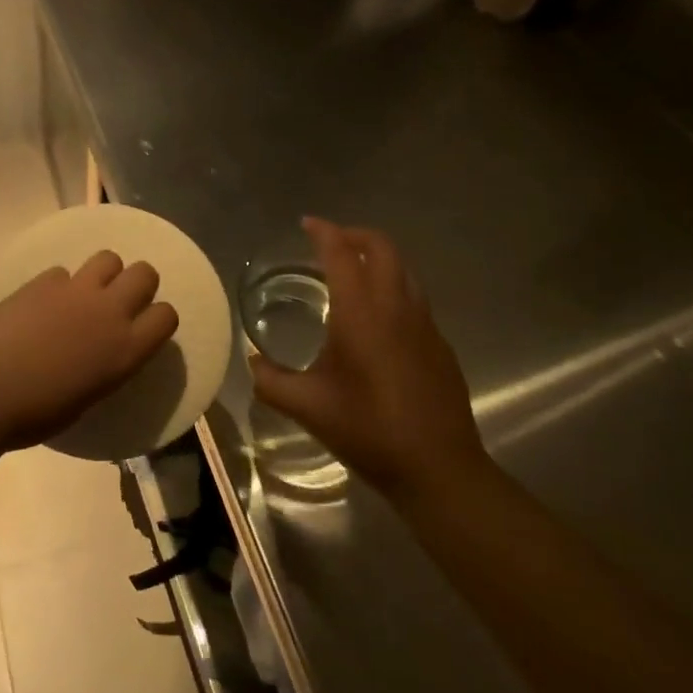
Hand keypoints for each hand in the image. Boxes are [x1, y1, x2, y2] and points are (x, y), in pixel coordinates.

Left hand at [0, 251, 179, 449]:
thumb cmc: (38, 413)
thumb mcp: (89, 396)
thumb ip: (105, 366)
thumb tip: (100, 354)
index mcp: (126, 350)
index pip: (167, 315)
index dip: (158, 318)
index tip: (144, 327)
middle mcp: (109, 312)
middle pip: (145, 273)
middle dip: (138, 282)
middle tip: (119, 301)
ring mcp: (75, 290)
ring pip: (108, 258)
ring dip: (104, 273)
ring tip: (86, 293)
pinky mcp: (44, 280)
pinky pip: (63, 272)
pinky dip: (59, 285)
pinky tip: (43, 304)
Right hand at [251, 218, 489, 503]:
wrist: (440, 470)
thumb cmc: (368, 431)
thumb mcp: (307, 407)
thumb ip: (270, 380)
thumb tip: (252, 362)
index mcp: (361, 313)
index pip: (341, 254)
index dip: (323, 232)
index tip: (307, 223)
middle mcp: (395, 307)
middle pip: (382, 248)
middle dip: (355, 235)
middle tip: (330, 242)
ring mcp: (425, 324)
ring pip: (404, 270)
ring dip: (378, 258)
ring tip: (353, 272)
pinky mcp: (440, 344)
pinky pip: (415, 297)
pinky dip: (393, 287)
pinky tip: (379, 318)